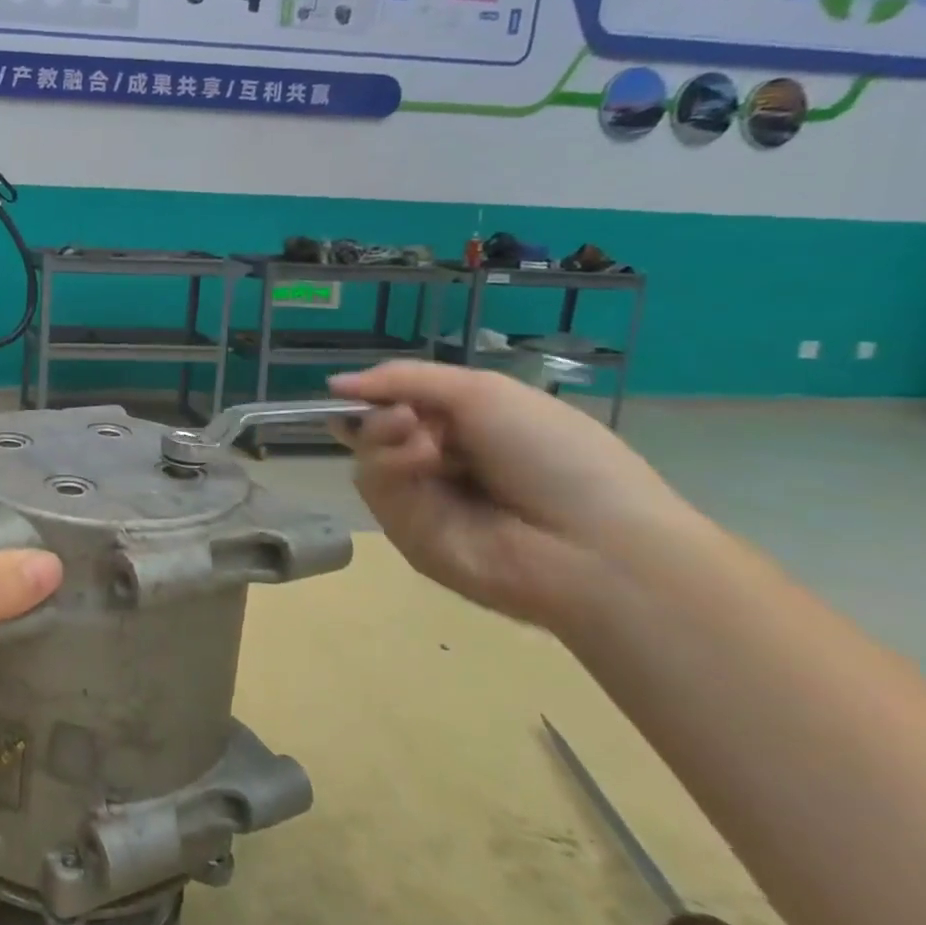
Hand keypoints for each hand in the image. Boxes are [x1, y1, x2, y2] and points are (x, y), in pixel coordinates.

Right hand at [329, 361, 697, 628]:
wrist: (592, 545)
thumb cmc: (554, 455)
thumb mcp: (484, 392)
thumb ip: (405, 379)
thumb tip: (334, 384)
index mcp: (468, 430)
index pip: (399, 407)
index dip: (376, 396)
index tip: (355, 390)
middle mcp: (440, 465)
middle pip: (374, 431)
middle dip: (380, 415)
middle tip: (406, 418)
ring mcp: (422, 503)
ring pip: (368, 458)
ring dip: (386, 437)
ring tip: (426, 442)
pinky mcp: (406, 536)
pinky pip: (376, 490)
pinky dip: (391, 466)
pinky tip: (424, 463)